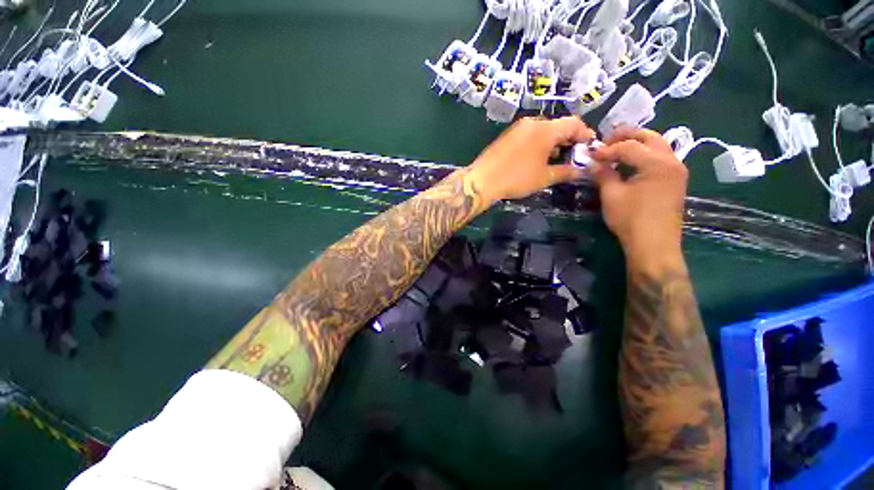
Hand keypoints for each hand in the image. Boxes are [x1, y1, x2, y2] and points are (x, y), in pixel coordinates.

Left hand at [467, 116, 594, 203]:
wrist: (483, 180)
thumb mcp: (544, 177)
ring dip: (553, 142)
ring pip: (542, 130)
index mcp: (545, 129)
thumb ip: (566, 172)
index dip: (585, 134)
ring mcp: (517, 128)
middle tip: (573, 155)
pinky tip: (537, 158)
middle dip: (568, 139)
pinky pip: (529, 135)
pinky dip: (538, 143)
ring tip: (556, 159)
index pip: (574, 123)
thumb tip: (583, 171)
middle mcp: (532, 123)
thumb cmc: (516, 178)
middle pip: (557, 125)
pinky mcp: (507, 135)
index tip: (590, 147)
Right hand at [589, 127, 687, 269]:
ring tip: (616, 150)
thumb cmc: (631, 219)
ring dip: (637, 144)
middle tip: (606, 141)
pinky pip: (660, 158)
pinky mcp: (675, 181)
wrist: (654, 245)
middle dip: (626, 136)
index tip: (590, 154)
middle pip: (649, 137)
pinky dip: (644, 155)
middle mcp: (672, 161)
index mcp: (657, 163)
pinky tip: (630, 164)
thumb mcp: (612, 195)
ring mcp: (677, 171)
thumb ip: (603, 175)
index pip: (629, 146)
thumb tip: (593, 163)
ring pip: (657, 146)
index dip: (607, 149)